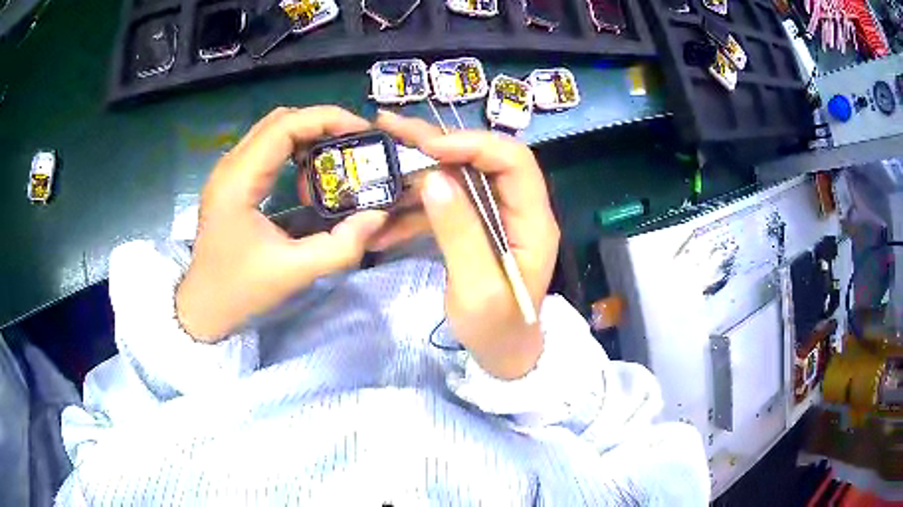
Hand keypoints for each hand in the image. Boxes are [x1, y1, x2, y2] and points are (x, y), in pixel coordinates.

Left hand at [176, 107, 387, 340]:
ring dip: (308, 135)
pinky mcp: (231, 181)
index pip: (286, 125)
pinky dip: (294, 150)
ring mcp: (228, 171)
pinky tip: (309, 174)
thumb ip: (341, 246)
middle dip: (322, 123)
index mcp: (239, 179)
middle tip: (355, 143)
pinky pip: (267, 148)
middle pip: (281, 120)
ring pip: (273, 130)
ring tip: (336, 158)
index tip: (362, 132)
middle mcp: (230, 165)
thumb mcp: (294, 273)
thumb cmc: (240, 290)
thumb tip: (378, 216)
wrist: (203, 307)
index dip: (328, 119)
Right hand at [376, 111, 559, 378]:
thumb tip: (434, 177)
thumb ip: (460, 233)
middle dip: (435, 143)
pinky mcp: (476, 228)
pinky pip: (447, 204)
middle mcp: (518, 208)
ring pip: (459, 177)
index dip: (472, 144)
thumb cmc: (498, 330)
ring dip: (418, 171)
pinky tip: (384, 216)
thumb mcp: (479, 289)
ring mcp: (496, 216)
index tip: (428, 146)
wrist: (504, 355)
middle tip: (390, 128)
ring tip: (379, 159)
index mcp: (533, 219)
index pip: (513, 160)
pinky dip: (415, 207)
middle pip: (482, 158)